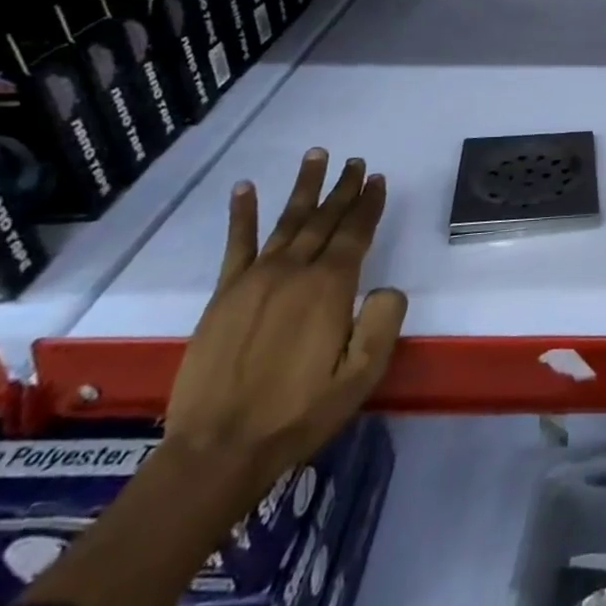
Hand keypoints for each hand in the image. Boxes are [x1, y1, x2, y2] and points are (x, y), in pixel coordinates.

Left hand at [165, 150, 406, 490]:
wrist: (219, 449)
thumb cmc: (299, 413)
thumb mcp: (361, 376)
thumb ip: (383, 323)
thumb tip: (386, 287)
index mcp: (330, 288)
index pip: (356, 232)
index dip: (369, 204)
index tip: (378, 179)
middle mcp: (295, 271)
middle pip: (325, 219)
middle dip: (343, 188)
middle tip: (356, 162)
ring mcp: (255, 279)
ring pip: (287, 220)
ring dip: (304, 187)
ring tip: (316, 156)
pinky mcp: (224, 294)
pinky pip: (237, 244)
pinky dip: (243, 214)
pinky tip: (245, 188)